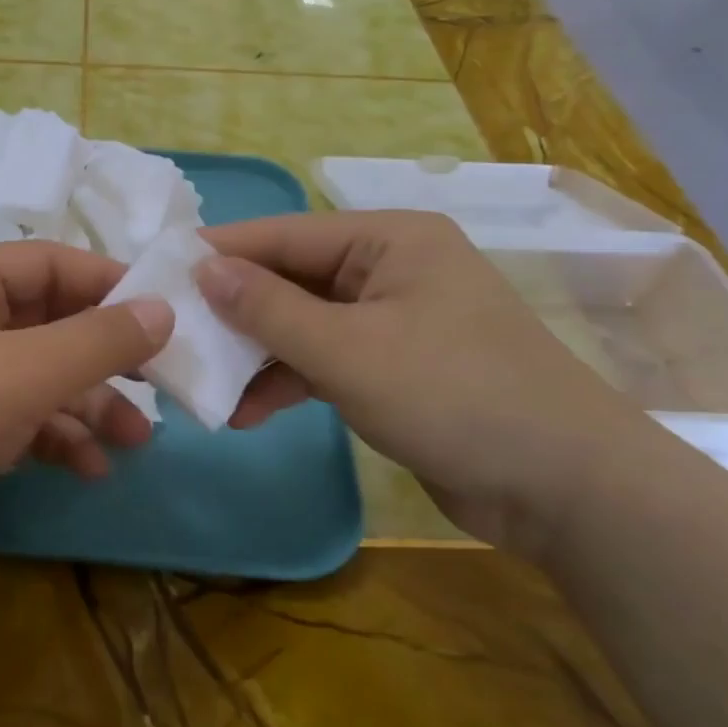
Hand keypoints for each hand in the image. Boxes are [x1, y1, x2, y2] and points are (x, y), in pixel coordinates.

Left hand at [0, 242, 172, 598]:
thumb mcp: (22, 373)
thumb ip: (98, 340)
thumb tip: (164, 309)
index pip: (53, 264)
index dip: (112, 284)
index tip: (168, 315)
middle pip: (50, 324)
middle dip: (106, 356)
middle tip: (163, 383)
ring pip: (39, 378)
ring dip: (88, 405)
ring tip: (138, 439)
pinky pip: (18, 422)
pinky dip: (55, 440)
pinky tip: (91, 468)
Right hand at [196, 211, 662, 555]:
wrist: (567, 490)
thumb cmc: (454, 395)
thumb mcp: (348, 350)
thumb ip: (269, 308)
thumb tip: (203, 268)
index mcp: (389, 240)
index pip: (285, 235)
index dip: (221, 253)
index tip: (161, 271)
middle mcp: (390, 269)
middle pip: (292, 280)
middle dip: (235, 312)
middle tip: (175, 335)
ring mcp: (394, 320)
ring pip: (304, 324)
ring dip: (258, 356)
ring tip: (205, 386)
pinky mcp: (396, 367)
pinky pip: (326, 360)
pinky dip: (290, 381)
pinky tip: (250, 412)